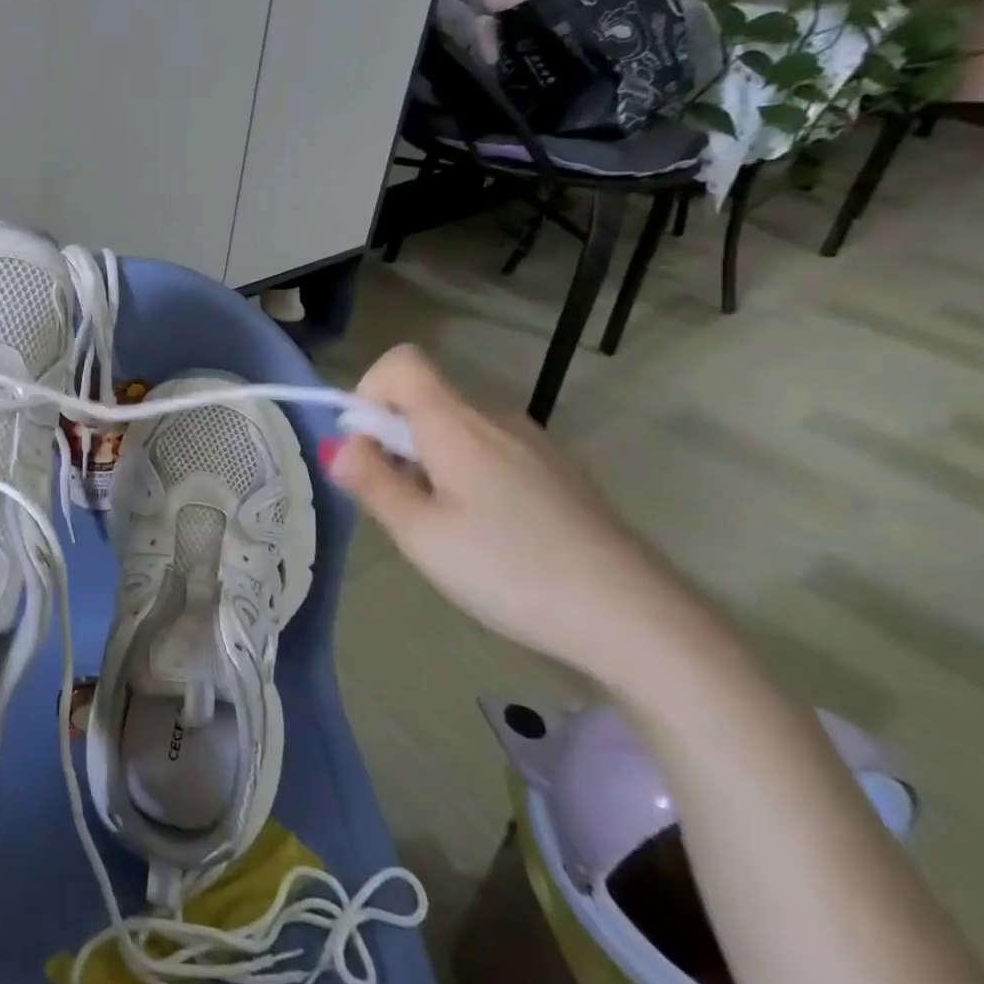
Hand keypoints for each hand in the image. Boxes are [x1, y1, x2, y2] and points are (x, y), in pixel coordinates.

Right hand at [324, 344, 709, 688]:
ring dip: (431, 467)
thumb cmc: (511, 571)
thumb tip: (344, 447)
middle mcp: (496, 419)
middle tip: (403, 510)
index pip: (401, 362)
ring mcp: (535, 446)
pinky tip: (493, 541)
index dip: (369, 391)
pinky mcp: (561, 475)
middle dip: (395, 444)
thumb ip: (373, 482)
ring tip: (449, 534)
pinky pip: (493, 456)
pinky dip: (470, 480)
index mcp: (457, 423)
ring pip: (458, 434)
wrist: (640, 621)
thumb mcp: (421, 534)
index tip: (368, 448)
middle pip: (427, 402)